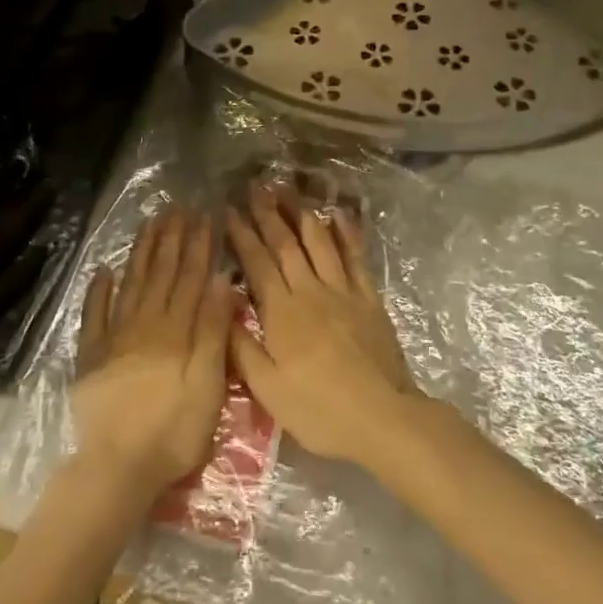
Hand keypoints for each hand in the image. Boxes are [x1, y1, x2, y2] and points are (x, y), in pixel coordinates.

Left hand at [71, 208, 232, 501]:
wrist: (118, 466)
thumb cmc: (174, 430)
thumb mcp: (208, 383)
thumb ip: (213, 330)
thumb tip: (221, 280)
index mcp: (175, 330)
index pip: (190, 278)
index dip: (198, 246)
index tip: (203, 217)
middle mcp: (144, 324)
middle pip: (160, 274)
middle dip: (171, 239)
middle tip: (177, 208)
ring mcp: (114, 338)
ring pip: (130, 284)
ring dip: (141, 253)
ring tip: (149, 224)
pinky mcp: (91, 356)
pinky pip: (94, 315)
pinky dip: (98, 291)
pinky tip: (104, 270)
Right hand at [225, 183, 414, 464]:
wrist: (382, 417)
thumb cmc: (318, 409)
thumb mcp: (267, 389)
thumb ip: (240, 345)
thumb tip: (220, 303)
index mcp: (282, 312)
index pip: (257, 262)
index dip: (242, 234)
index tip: (229, 209)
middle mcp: (310, 290)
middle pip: (286, 244)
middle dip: (268, 213)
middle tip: (255, 186)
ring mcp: (343, 291)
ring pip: (319, 242)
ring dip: (301, 213)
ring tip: (288, 190)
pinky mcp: (368, 298)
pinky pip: (355, 256)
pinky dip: (346, 233)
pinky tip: (338, 214)